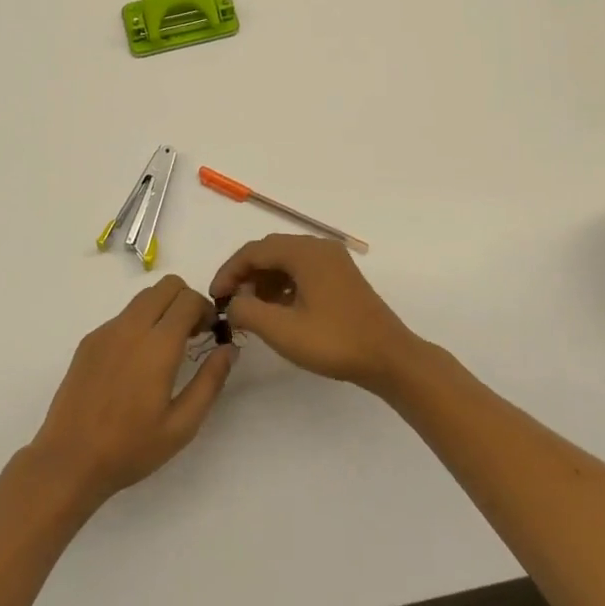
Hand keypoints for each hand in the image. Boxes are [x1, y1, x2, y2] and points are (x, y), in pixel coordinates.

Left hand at [28, 275, 235, 508]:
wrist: (69, 460)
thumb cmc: (130, 448)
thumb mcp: (182, 426)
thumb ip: (210, 382)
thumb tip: (229, 348)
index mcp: (158, 345)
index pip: (189, 299)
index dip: (206, 309)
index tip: (210, 333)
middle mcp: (132, 327)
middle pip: (167, 285)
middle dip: (186, 301)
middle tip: (191, 334)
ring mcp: (107, 330)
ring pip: (144, 296)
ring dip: (162, 308)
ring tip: (165, 348)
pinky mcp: (90, 340)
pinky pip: (123, 316)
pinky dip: (139, 323)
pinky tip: (135, 363)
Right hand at [209, 233, 419, 391]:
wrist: (389, 357)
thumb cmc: (334, 341)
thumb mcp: (283, 331)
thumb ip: (248, 312)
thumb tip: (232, 303)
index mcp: (304, 252)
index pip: (254, 251)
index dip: (229, 272)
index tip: (215, 298)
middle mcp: (318, 247)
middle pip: (270, 251)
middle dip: (246, 274)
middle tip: (230, 303)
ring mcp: (333, 260)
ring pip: (286, 261)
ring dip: (264, 280)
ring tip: (251, 309)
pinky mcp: (341, 276)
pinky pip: (302, 270)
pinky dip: (283, 284)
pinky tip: (278, 310)